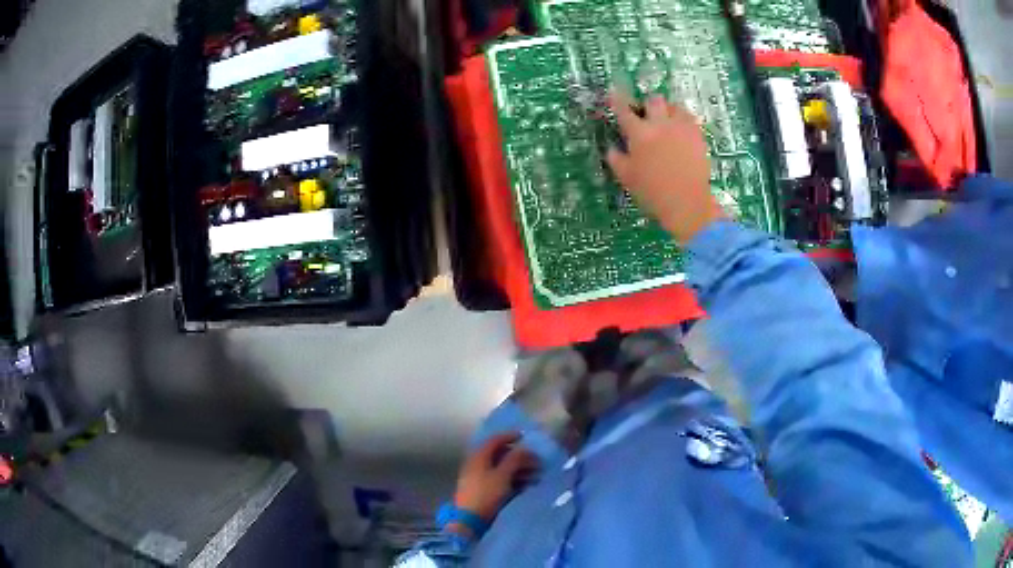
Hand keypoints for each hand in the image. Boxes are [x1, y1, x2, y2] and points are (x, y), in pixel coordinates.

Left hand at [452, 433, 538, 526]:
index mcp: (479, 457)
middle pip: (498, 454)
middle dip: (518, 456)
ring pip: (500, 467)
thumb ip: (514, 459)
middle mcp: (476, 464)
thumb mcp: (503, 475)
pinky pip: (498, 478)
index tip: (525, 436)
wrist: (469, 520)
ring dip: (517, 468)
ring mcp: (477, 477)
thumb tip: (523, 448)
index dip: (510, 436)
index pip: (494, 440)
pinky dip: (511, 478)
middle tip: (535, 460)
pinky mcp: (480, 489)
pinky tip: (523, 484)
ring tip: (534, 474)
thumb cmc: (486, 494)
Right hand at [606, 92, 727, 242]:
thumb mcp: (627, 178)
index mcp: (639, 134)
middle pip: (654, 100)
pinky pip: (690, 119)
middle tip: (648, 116)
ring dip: (668, 110)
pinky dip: (684, 121)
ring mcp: (682, 128)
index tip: (613, 92)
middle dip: (649, 105)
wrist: (687, 203)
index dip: (617, 100)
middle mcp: (660, 124)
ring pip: (675, 106)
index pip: (624, 110)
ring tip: (668, 122)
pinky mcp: (698, 136)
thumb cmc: (653, 192)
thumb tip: (612, 148)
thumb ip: (616, 159)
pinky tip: (682, 132)